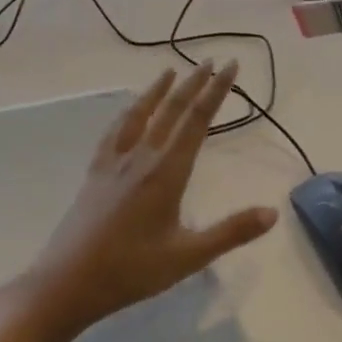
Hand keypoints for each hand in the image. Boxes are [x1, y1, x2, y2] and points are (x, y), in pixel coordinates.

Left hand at [0, 61, 278, 341]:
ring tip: (170, 70)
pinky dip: (127, 113)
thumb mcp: (188, 257)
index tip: (230, 66)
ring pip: (140, 114)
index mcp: (167, 173)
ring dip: (158, 90)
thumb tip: (272, 213)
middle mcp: (141, 157)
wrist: (69, 280)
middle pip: (171, 110)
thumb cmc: (132, 270)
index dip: (216, 91)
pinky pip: (114, 131)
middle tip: (212, 60)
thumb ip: (231, 232)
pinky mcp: (95, 171)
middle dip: (194, 83)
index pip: (197, 121)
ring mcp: (114, 161)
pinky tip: (128, 112)